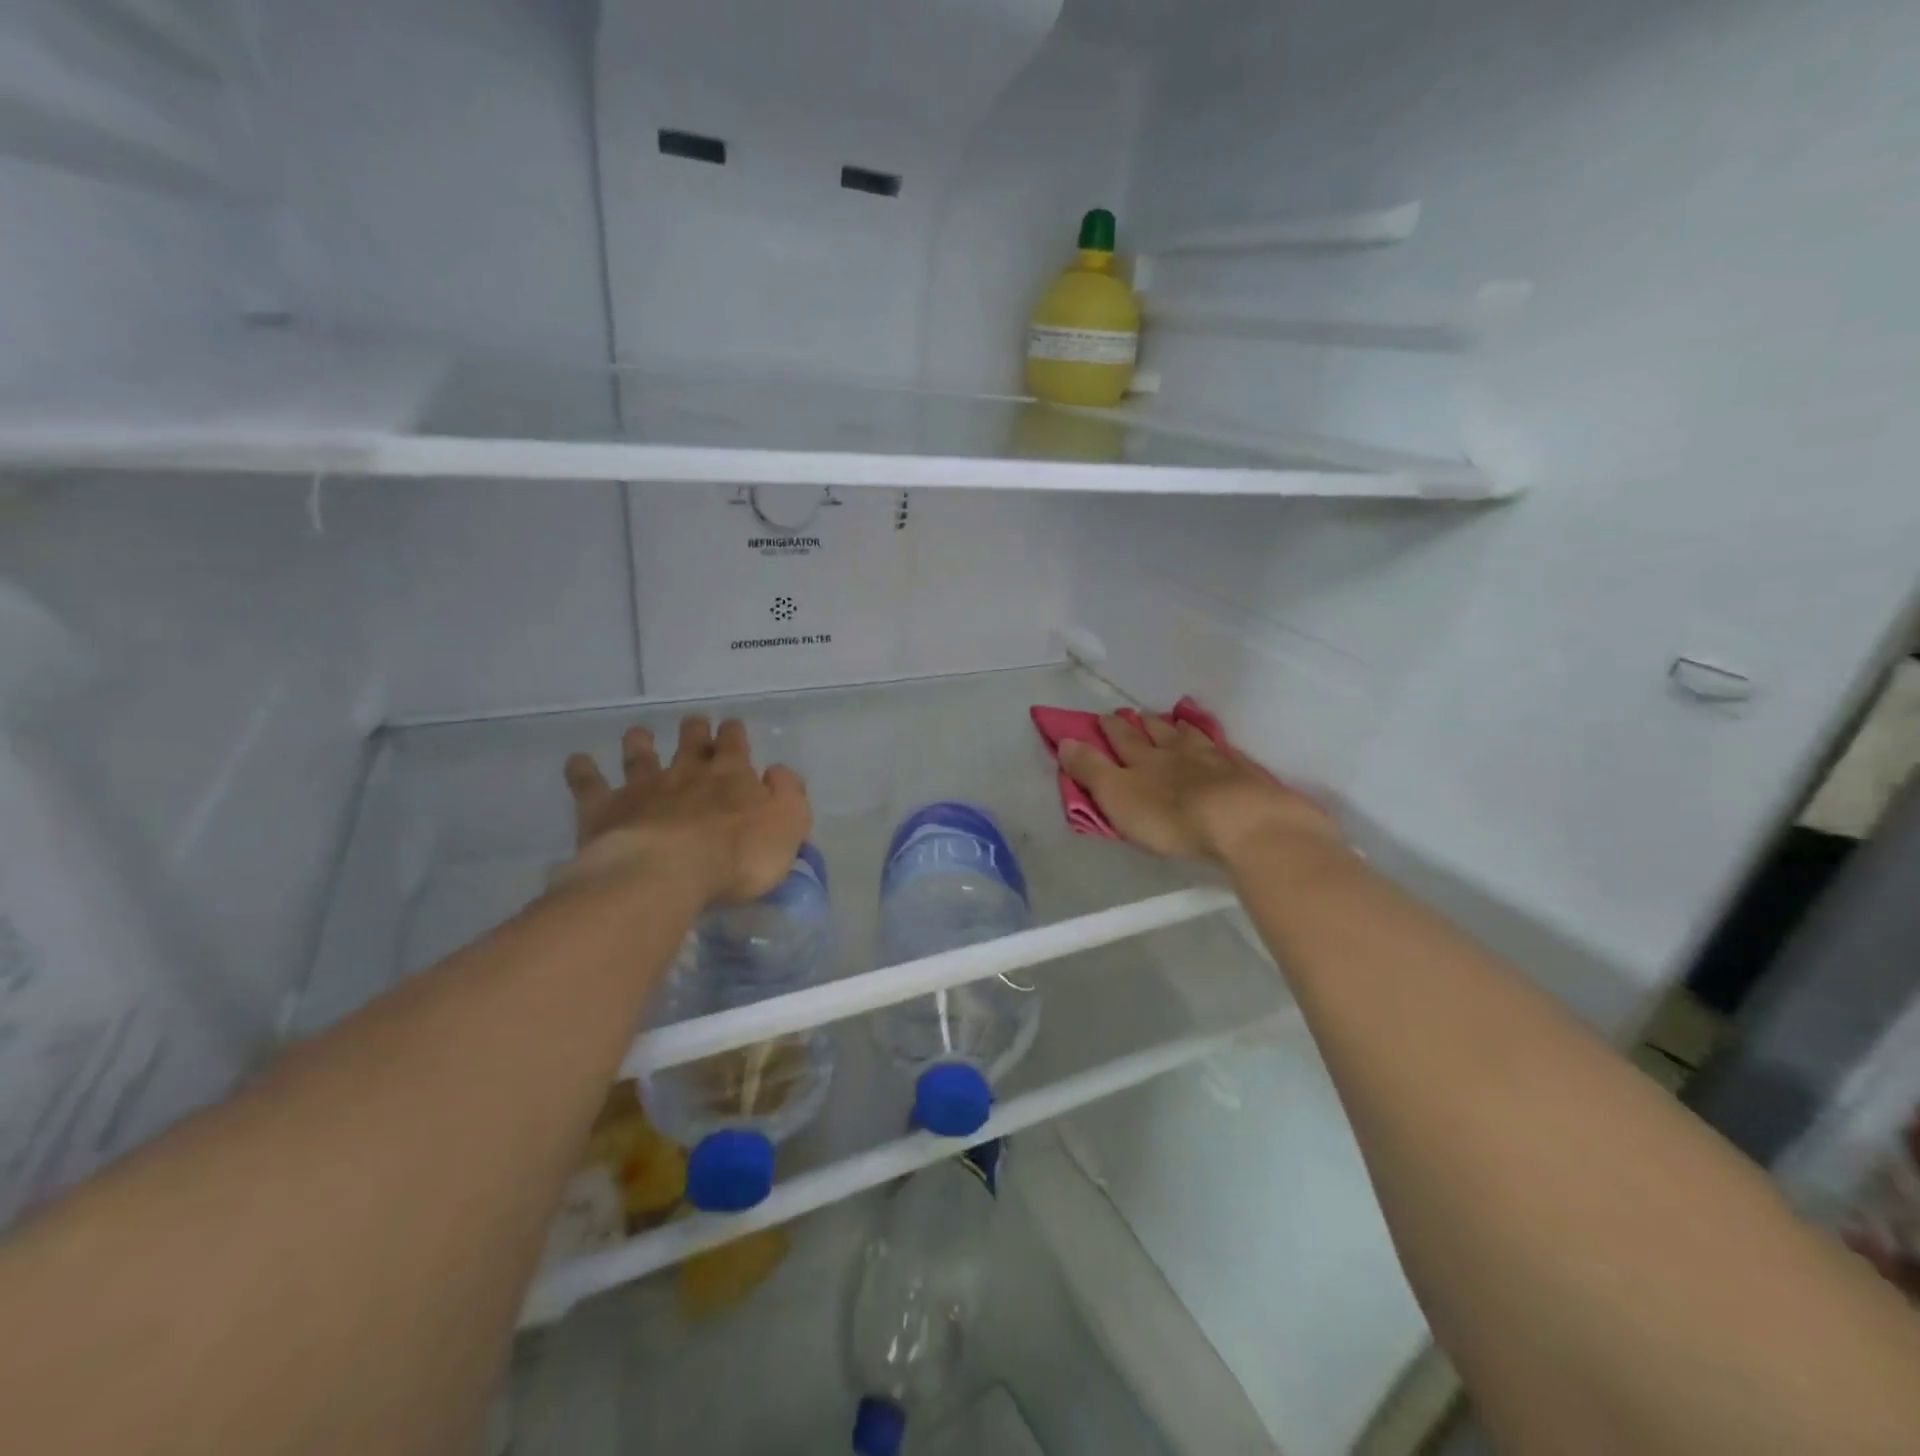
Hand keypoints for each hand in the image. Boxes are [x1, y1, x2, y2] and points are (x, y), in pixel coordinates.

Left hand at [560, 716, 810, 903]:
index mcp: (732, 776)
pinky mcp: (606, 809)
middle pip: (690, 742)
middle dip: (693, 730)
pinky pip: (590, 784)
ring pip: (640, 755)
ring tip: (638, 733)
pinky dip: (583, 770)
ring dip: (640, 742)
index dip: (733, 734)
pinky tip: (577, 761)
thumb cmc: (738, 856)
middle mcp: (687, 773)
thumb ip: (789, 794)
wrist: (668, 873)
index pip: (734, 744)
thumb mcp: (788, 826)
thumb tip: (777, 771)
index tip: (731, 727)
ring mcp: (643, 788)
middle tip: (692, 724)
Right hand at [1058, 713, 1338, 864]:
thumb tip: (1064, 741)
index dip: (1109, 728)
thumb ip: (1090, 770)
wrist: (1242, 823)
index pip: (1121, 738)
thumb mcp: (1117, 796)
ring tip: (1176, 721)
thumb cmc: (1171, 816)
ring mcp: (1214, 760)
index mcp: (1143, 760)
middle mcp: (1177, 752)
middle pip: (1157, 733)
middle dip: (1143, 723)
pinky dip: (1217, 746)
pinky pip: (1226, 753)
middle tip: (1136, 714)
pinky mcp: (1244, 775)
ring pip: (1192, 737)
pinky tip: (1220, 747)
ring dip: (1180, 728)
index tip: (1101, 717)